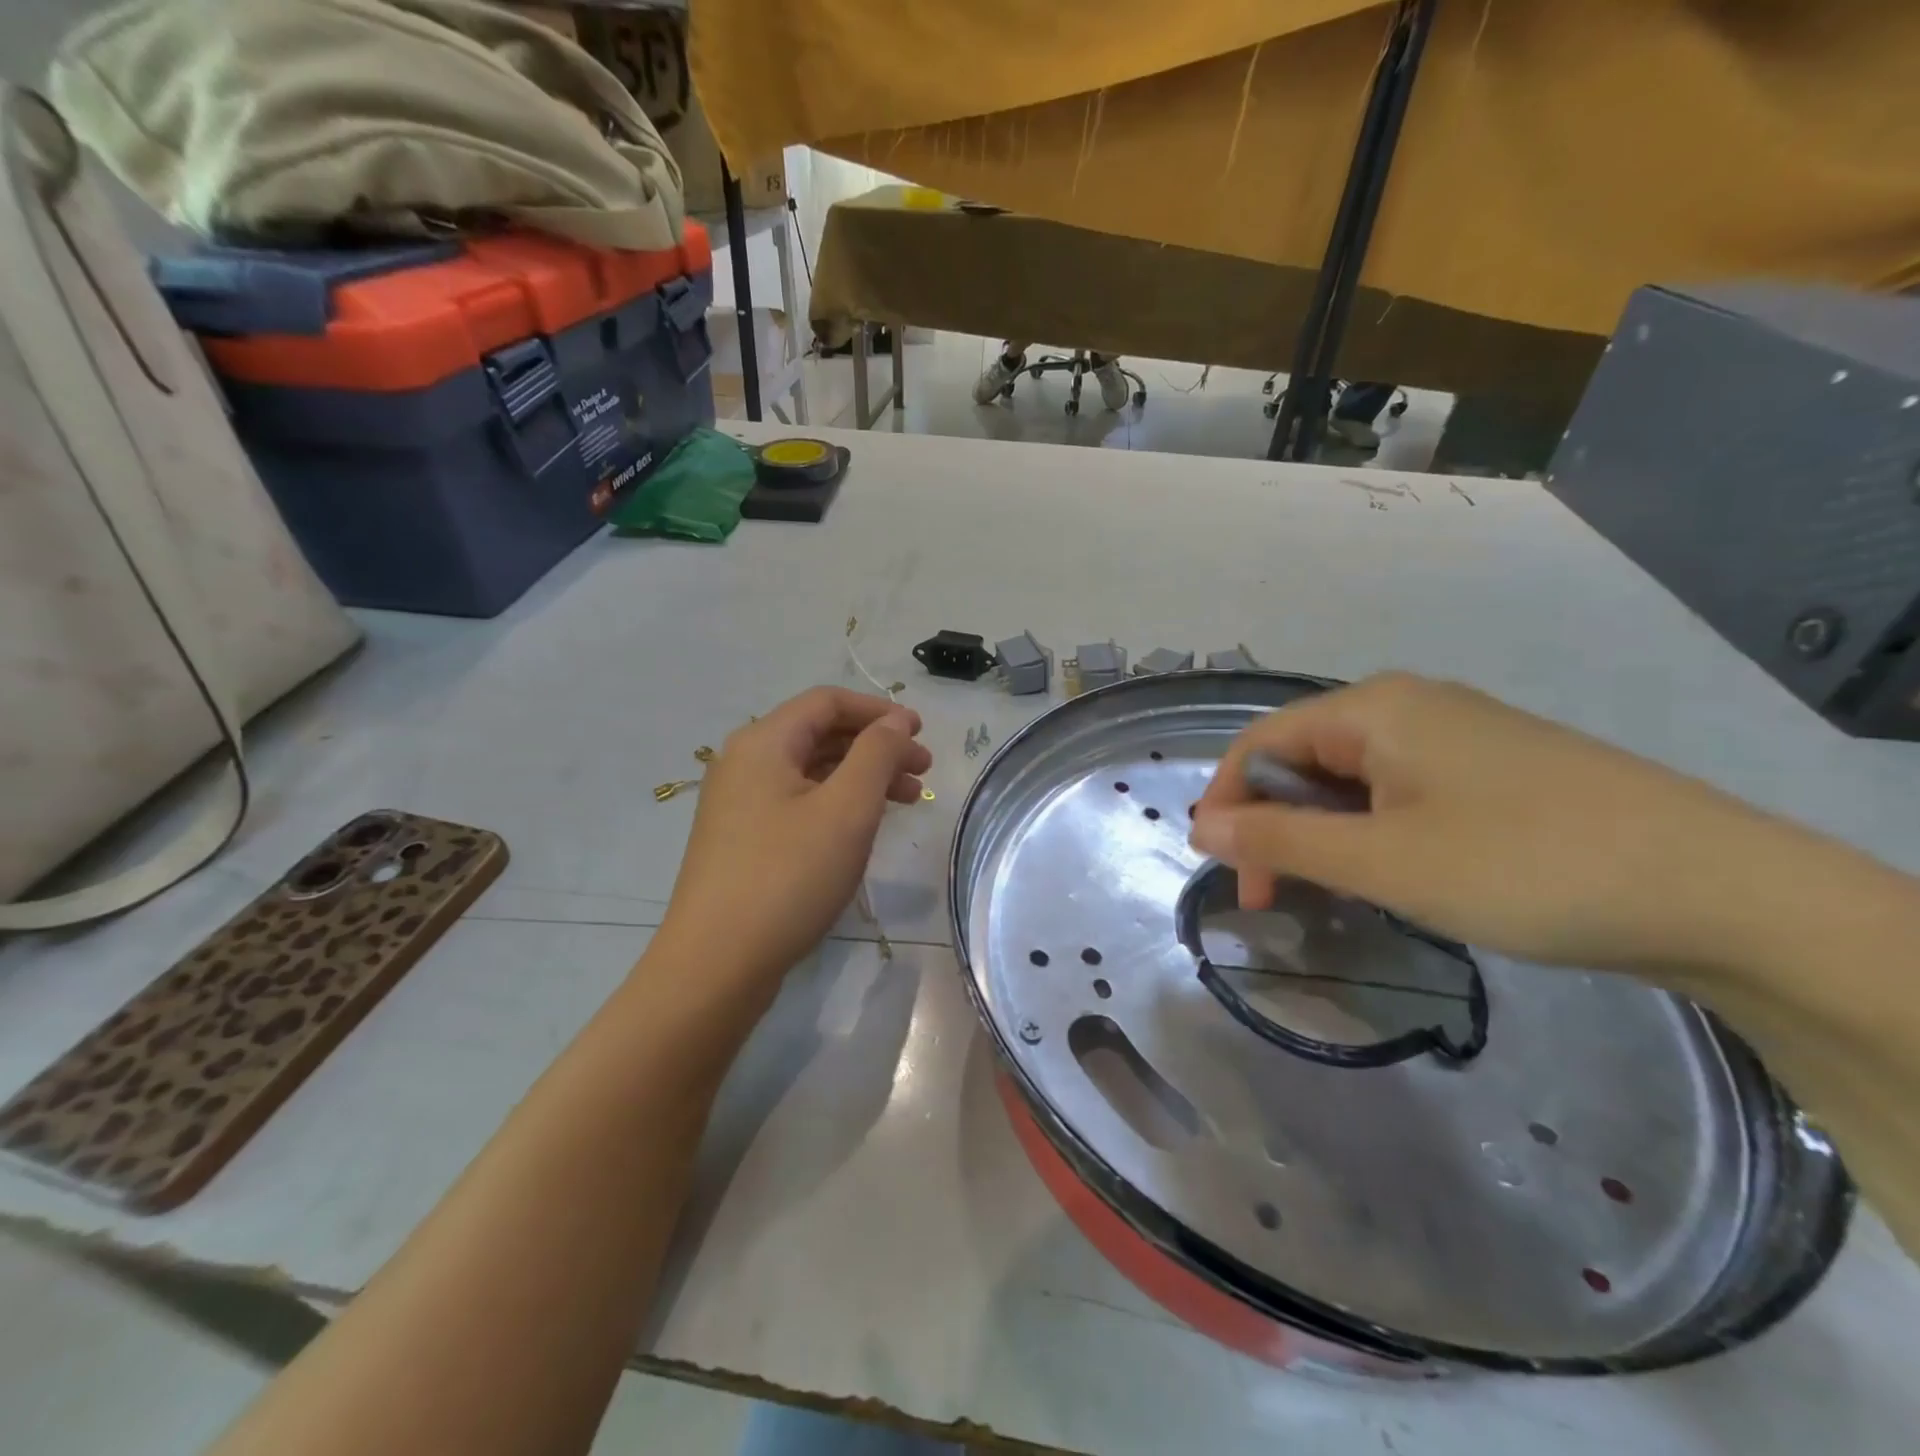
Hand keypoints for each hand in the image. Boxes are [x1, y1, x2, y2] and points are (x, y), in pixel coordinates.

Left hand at [657, 687, 931, 987]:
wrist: (716, 964)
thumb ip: (877, 754)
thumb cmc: (788, 876)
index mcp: (763, 742)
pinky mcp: (741, 840)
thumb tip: (896, 720)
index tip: (921, 733)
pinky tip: (862, 828)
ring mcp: (738, 804)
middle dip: (876, 746)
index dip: (879, 711)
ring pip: (811, 771)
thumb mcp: (846, 809)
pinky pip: (798, 802)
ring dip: (861, 777)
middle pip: (820, 734)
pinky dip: (837, 803)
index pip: (828, 702)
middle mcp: (744, 763)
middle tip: (922, 772)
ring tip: (906, 802)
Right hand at [1190, 673, 1796, 976]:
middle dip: (1273, 825)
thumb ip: (1278, 840)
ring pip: (1352, 778)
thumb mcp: (1381, 860)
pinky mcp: (1494, 768)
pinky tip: (1392, 872)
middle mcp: (1408, 705)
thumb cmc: (1521, 866)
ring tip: (1330, 891)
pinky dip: (1371, 831)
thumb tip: (1200, 829)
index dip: (1226, 804)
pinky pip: (1399, 790)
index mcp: (1372, 708)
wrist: (1720, 892)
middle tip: (1273, 898)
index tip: (1222, 872)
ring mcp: (1457, 734)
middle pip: (1304, 758)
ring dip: (1322, 833)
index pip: (1260, 744)